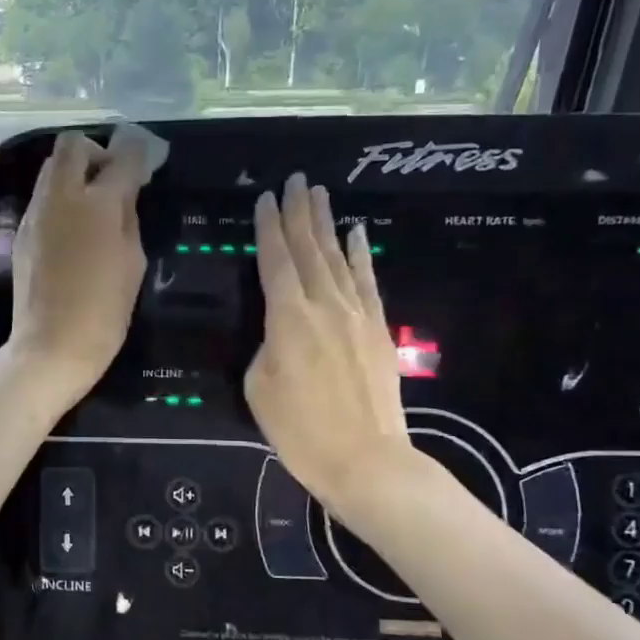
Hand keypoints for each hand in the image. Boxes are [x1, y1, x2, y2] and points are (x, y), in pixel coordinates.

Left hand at [8, 130, 150, 407]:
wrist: (51, 345)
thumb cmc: (104, 310)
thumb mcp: (132, 262)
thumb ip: (128, 219)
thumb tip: (123, 195)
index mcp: (97, 203)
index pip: (121, 158)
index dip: (137, 153)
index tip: (145, 158)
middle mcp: (61, 197)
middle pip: (72, 145)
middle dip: (95, 152)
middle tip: (112, 179)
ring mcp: (36, 213)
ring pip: (51, 168)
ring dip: (75, 173)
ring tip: (94, 205)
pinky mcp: (23, 232)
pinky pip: (43, 197)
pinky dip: (61, 198)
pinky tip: (75, 229)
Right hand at [245, 174, 447, 521]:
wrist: (365, 459)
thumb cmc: (300, 430)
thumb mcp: (260, 387)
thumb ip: (266, 347)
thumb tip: (280, 332)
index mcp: (287, 317)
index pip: (275, 260)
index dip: (268, 227)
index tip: (265, 197)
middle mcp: (324, 304)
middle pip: (308, 248)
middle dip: (299, 212)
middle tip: (295, 180)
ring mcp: (356, 313)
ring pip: (338, 257)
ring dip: (327, 224)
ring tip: (320, 194)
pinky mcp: (379, 329)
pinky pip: (367, 281)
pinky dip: (361, 255)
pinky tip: (358, 234)